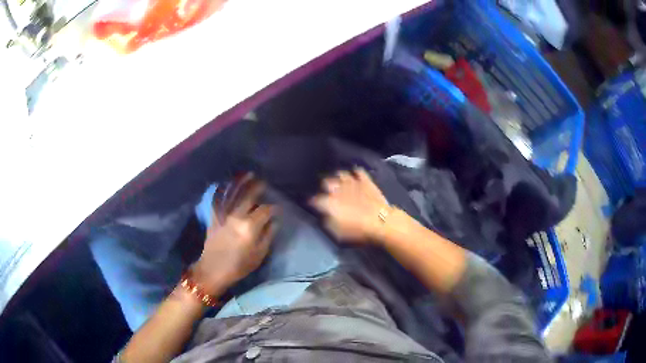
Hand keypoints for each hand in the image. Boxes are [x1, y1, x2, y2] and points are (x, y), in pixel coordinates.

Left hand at [192, 174, 275, 294]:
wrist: (213, 270)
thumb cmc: (239, 266)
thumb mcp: (259, 255)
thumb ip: (268, 236)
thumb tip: (273, 221)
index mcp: (250, 227)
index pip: (265, 210)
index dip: (273, 208)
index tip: (277, 208)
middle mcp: (236, 216)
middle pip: (249, 197)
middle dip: (258, 187)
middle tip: (264, 182)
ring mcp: (224, 215)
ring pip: (233, 194)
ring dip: (241, 183)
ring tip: (249, 174)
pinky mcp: (214, 217)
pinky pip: (218, 199)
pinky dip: (222, 189)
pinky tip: (226, 183)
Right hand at [310, 168, 388, 242]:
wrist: (381, 222)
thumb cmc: (357, 231)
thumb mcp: (337, 233)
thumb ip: (327, 221)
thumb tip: (323, 215)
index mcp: (329, 203)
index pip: (315, 199)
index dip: (311, 201)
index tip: (311, 203)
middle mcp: (337, 189)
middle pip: (326, 182)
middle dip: (324, 186)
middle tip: (325, 191)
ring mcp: (352, 182)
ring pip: (341, 174)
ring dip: (338, 177)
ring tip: (339, 181)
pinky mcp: (366, 181)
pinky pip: (358, 171)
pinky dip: (355, 172)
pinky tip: (355, 175)